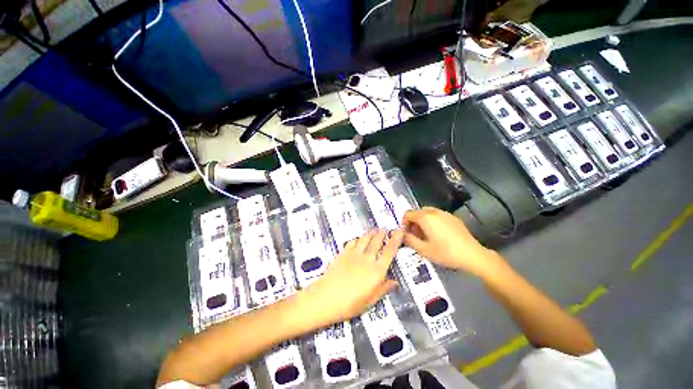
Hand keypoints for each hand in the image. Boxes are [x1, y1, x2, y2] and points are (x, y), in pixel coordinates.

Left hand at [301, 229, 402, 325]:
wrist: (327, 297)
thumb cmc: (350, 304)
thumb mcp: (370, 301)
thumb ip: (383, 289)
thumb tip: (395, 282)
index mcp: (377, 271)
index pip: (390, 251)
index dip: (396, 239)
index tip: (399, 230)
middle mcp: (367, 259)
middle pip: (377, 242)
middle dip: (382, 234)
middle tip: (385, 228)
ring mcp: (354, 254)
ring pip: (365, 239)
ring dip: (371, 233)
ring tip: (374, 229)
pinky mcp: (343, 253)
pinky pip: (352, 242)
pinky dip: (357, 239)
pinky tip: (358, 238)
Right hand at [402, 207, 501, 276]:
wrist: (472, 255)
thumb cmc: (445, 253)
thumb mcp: (423, 249)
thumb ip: (409, 240)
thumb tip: (402, 234)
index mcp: (425, 217)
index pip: (407, 214)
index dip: (404, 223)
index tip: (406, 234)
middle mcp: (434, 211)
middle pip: (417, 212)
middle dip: (413, 222)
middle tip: (415, 235)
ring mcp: (444, 213)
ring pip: (427, 213)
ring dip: (422, 221)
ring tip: (426, 235)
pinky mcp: (452, 217)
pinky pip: (437, 215)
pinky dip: (432, 221)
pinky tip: (438, 234)